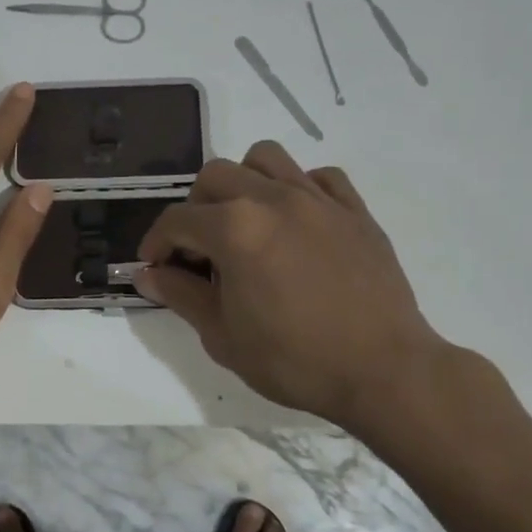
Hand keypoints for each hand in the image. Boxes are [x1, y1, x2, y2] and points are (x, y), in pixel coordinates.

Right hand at [135, 142, 448, 436]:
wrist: (384, 372)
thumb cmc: (295, 359)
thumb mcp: (222, 336)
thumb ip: (180, 295)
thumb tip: (147, 273)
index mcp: (234, 228)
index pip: (177, 220)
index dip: (156, 243)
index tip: (154, 267)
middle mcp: (272, 199)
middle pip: (214, 176)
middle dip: (195, 208)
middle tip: (200, 249)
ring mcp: (317, 199)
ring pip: (265, 159)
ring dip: (243, 182)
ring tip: (246, 221)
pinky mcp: (354, 210)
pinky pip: (319, 176)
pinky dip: (299, 188)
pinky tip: (297, 223)